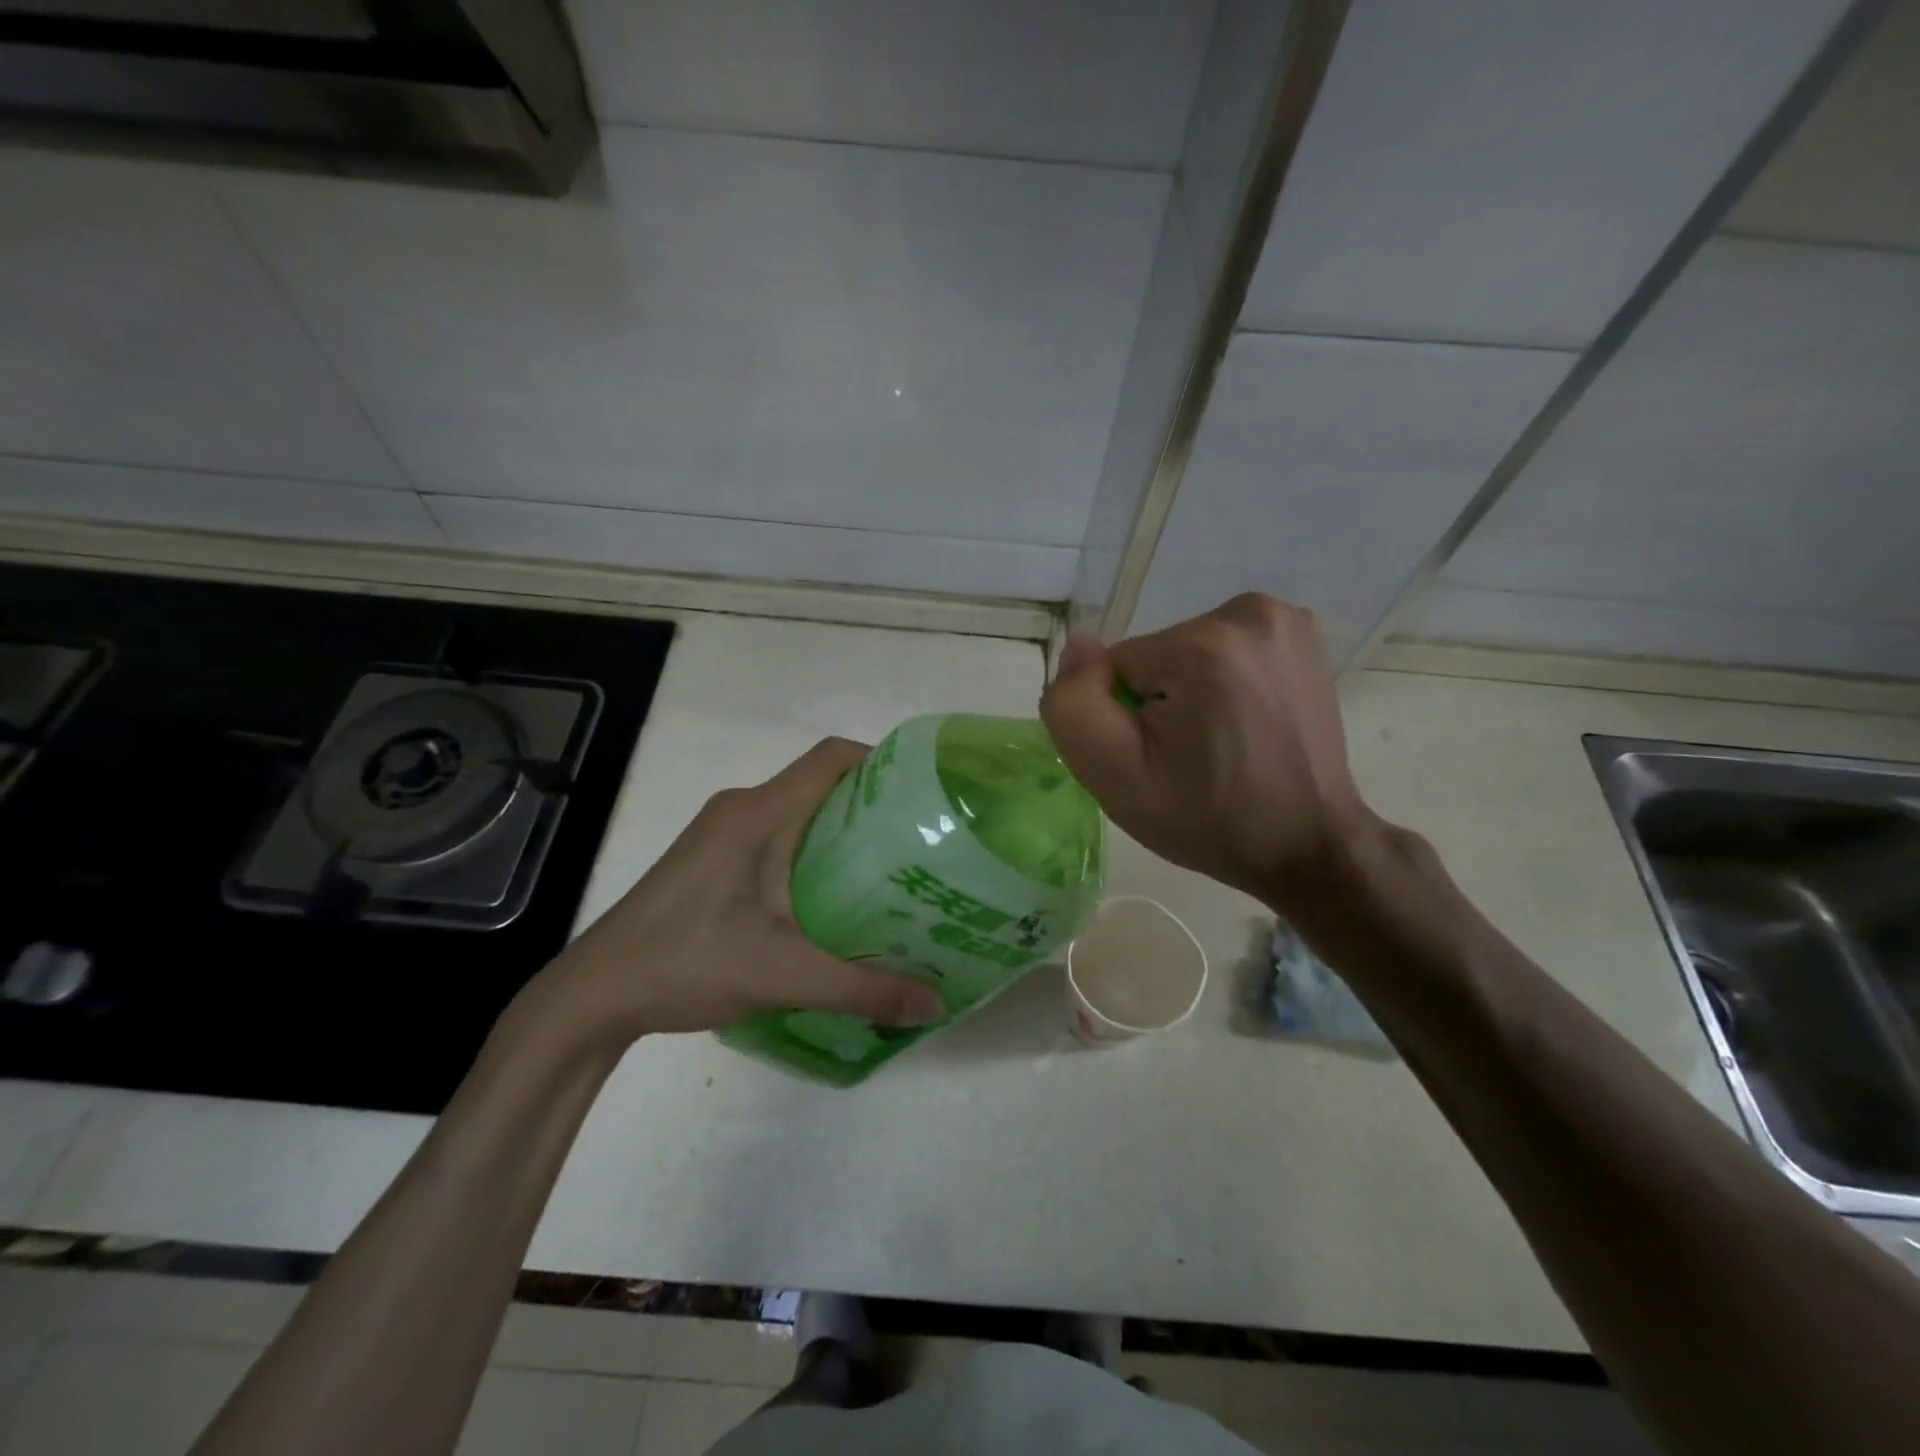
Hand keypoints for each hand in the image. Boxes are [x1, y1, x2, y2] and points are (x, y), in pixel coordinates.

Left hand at [533, 738, 944, 1043]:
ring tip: (890, 874)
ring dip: (843, 833)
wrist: (594, 995)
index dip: (883, 763)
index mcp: (758, 814)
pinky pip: (777, 836)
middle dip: (873, 806)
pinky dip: (813, 853)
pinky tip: (834, 899)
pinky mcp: (712, 858)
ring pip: (798, 812)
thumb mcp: (783, 975)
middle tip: (921, 845)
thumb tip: (933, 1005)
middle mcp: (741, 809)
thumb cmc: (686, 964)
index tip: (924, 797)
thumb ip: (862, 989)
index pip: (832, 758)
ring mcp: (722, 833)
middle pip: (820, 784)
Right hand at [1040, 593, 1374, 911]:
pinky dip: (1223, 683)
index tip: (1160, 757)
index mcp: (1202, 647)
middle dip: (1159, 702)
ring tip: (1221, 744)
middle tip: (1188, 757)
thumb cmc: (1208, 820)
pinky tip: (1246, 723)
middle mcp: (1249, 614)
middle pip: (1155, 656)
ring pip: (1187, 653)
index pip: (1117, 667)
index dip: (1126, 716)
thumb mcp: (1116, 777)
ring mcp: (1284, 621)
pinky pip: (1224, 651)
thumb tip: (1079, 648)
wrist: (1306, 845)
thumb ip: (1074, 705)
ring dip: (1190, 693)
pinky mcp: (1301, 633)